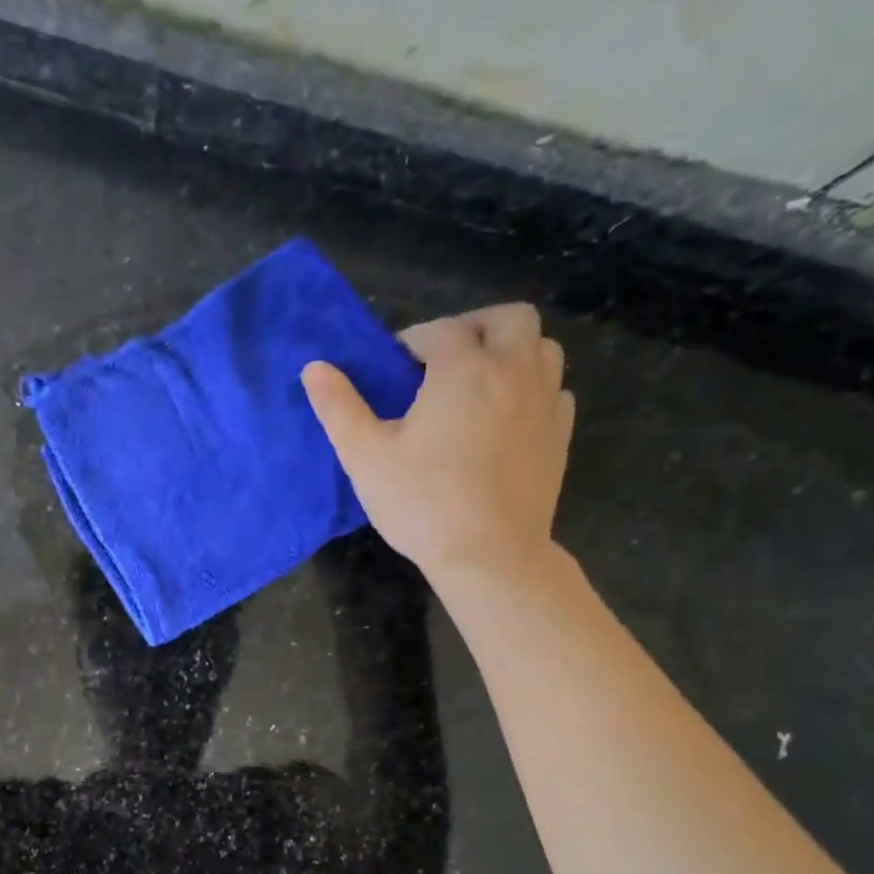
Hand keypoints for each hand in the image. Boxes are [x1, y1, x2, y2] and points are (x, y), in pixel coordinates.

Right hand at [302, 303, 574, 584]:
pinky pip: (555, 390)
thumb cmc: (422, 503)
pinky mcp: (560, 435)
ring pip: (542, 348)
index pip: (439, 331)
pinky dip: (532, 389)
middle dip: (474, 328)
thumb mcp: (365, 457)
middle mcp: (513, 372)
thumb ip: (339, 407)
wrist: (489, 555)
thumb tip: (314, 368)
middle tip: (444, 361)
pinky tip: (506, 417)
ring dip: (511, 352)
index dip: (412, 342)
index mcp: (463, 369)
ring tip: (479, 384)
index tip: (394, 369)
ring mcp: (544, 402)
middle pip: (509, 319)